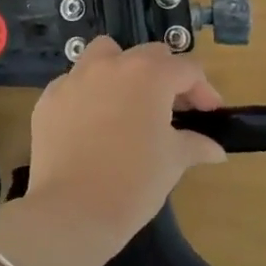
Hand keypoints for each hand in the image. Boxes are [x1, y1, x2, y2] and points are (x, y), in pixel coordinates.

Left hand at [26, 38, 226, 244]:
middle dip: (166, 76)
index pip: (186, 69)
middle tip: (174, 109)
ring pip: (103, 55)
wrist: (72, 211)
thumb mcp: (173, 162)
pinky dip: (89, 94)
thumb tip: (216, 149)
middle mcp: (110, 65)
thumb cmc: (134, 183)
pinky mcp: (49, 99)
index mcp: (148, 75)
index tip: (209, 114)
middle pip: (148, 55)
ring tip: (129, 101)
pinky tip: (93, 123)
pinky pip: (74, 84)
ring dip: (122, 70)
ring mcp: (75, 79)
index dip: (204, 90)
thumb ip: (195, 144)